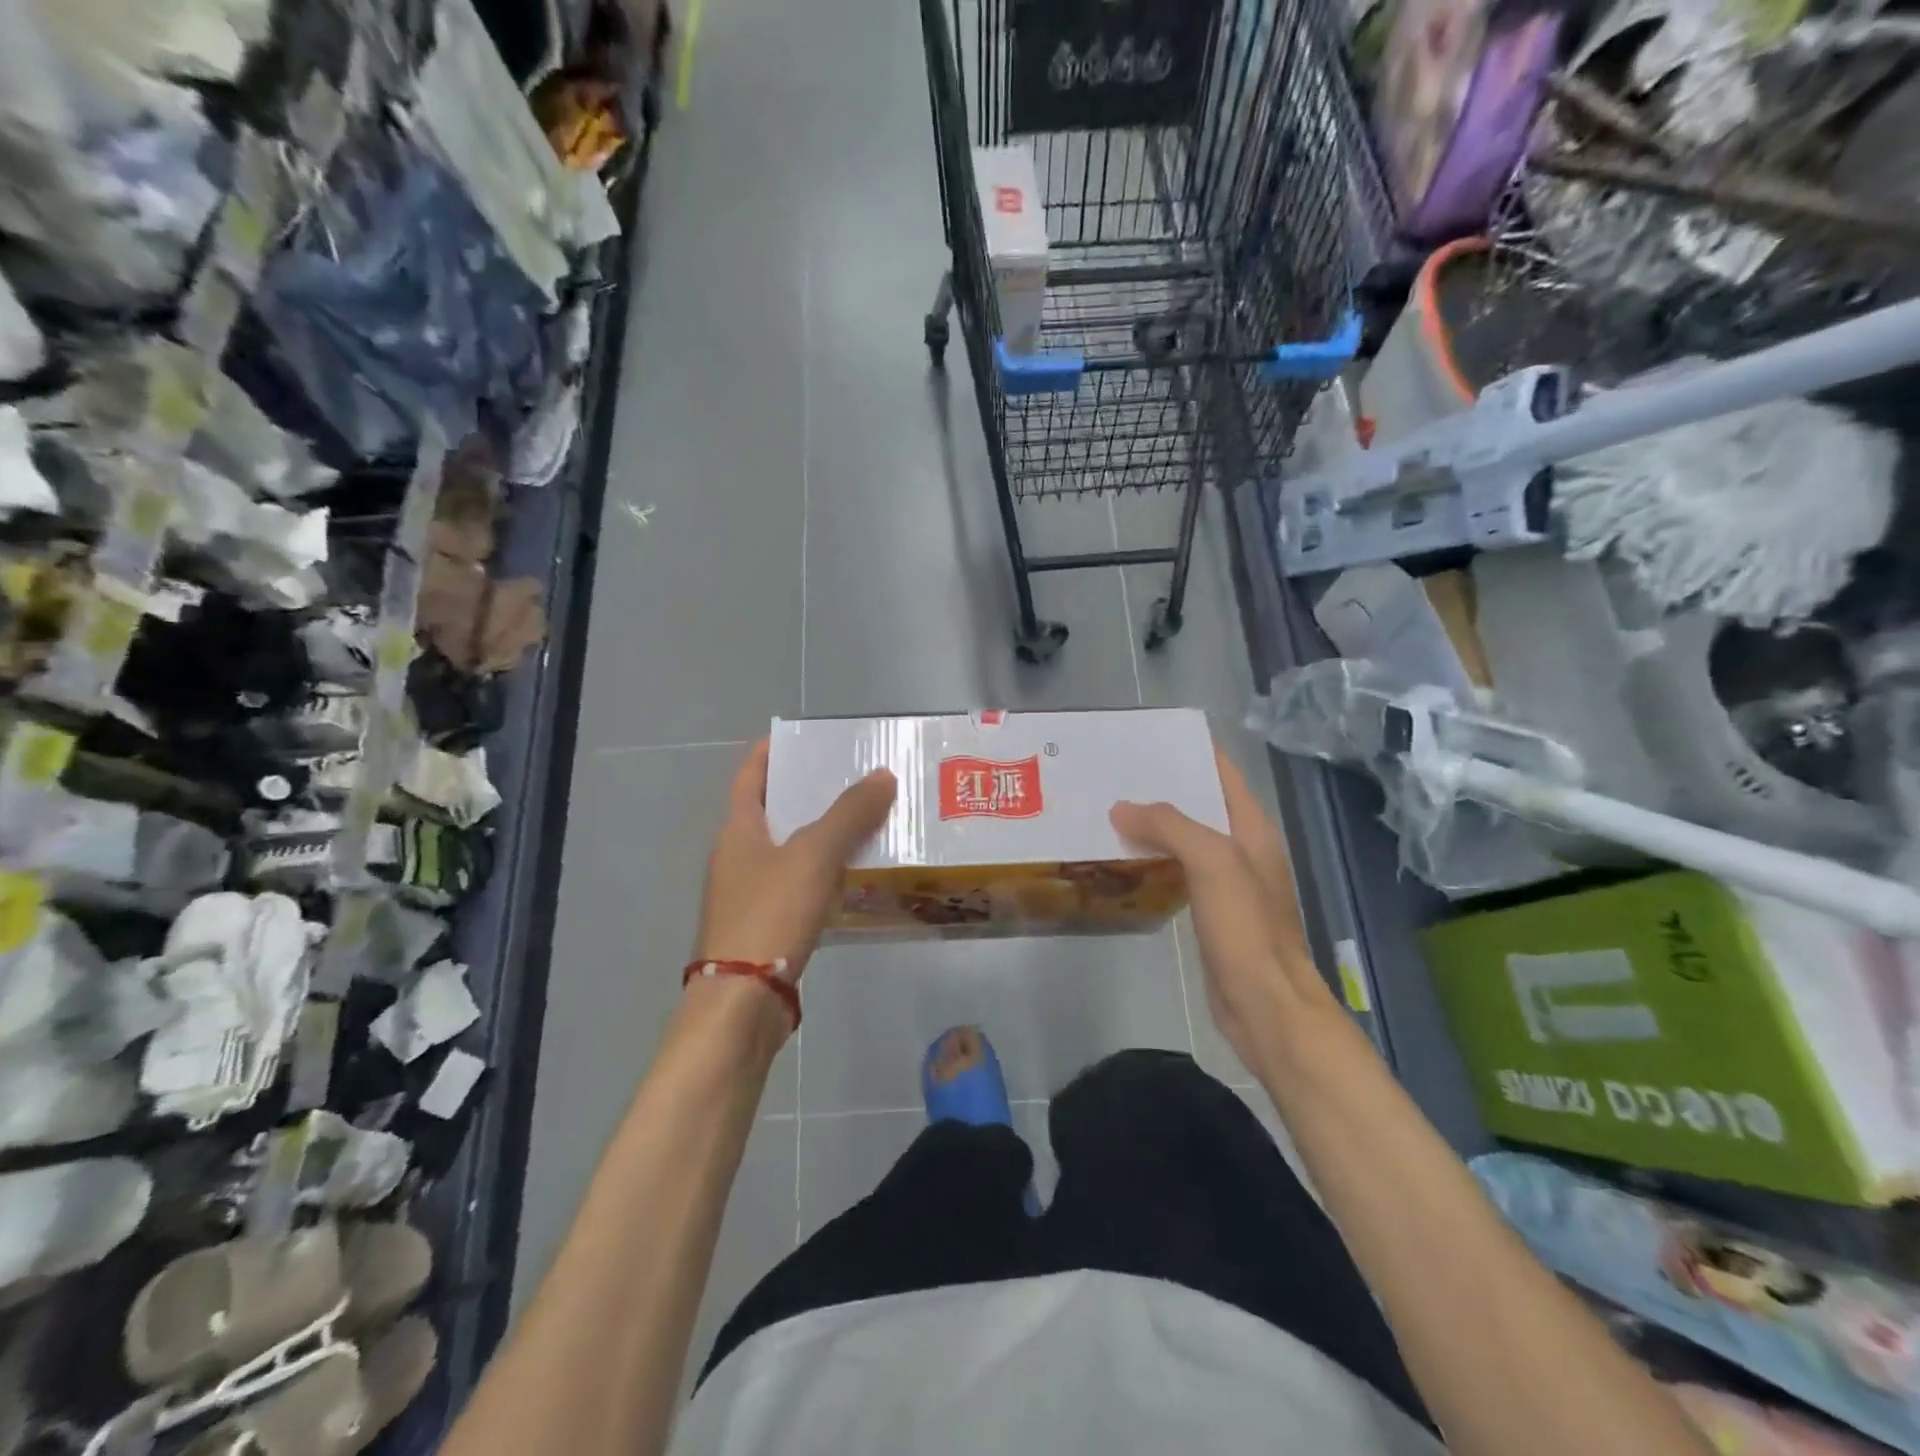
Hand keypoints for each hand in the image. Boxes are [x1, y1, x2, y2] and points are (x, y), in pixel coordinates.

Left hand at [696, 739, 896, 980]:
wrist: (742, 1003)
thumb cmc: (770, 914)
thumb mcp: (814, 855)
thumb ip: (850, 814)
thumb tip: (883, 775)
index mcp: (738, 830)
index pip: (750, 775)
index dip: (772, 752)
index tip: (805, 738)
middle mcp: (737, 857)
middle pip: (773, 811)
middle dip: (809, 793)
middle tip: (854, 777)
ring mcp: (748, 894)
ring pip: (790, 850)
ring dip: (822, 834)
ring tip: (866, 821)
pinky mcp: (765, 926)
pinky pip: (798, 885)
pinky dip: (823, 873)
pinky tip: (854, 876)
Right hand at [1110, 745, 1334, 1070]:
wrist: (1265, 1005)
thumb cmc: (1246, 928)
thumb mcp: (1212, 863)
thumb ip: (1170, 826)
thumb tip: (1121, 809)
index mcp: (1253, 829)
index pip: (1224, 774)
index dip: (1192, 751)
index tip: (1148, 738)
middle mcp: (1243, 850)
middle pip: (1201, 805)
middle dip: (1161, 788)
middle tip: (1113, 775)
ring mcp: (1228, 884)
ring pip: (1186, 840)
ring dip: (1153, 826)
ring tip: (1108, 810)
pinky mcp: (1211, 913)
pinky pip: (1178, 872)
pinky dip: (1153, 860)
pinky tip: (1123, 860)